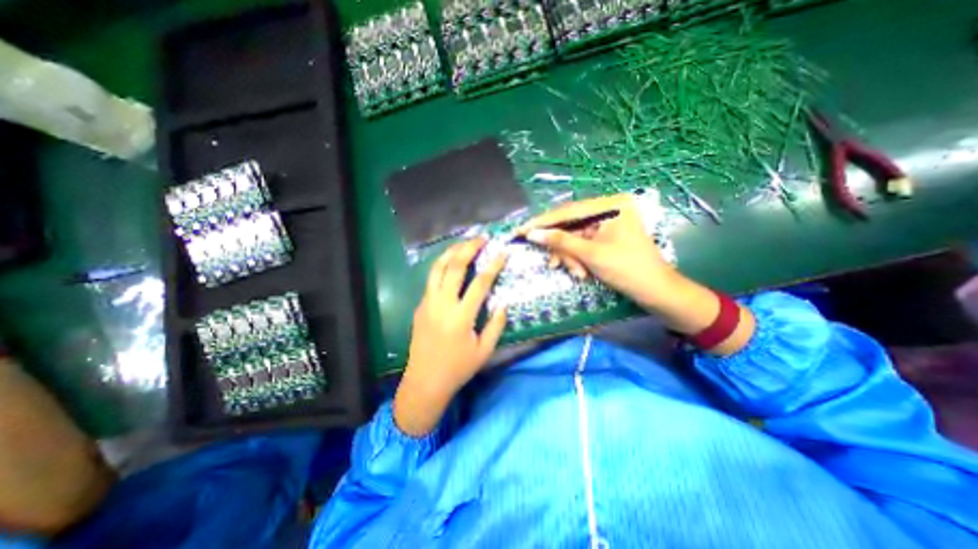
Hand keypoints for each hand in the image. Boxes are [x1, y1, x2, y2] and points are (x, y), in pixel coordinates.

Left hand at [393, 238, 506, 435]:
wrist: (424, 382)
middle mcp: (442, 304)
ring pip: (437, 268)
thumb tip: (503, 304)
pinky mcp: (420, 306)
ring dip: (451, 252)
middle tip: (481, 238)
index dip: (493, 265)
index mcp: (461, 317)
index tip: (503, 252)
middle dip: (469, 248)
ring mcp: (427, 303)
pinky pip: (431, 279)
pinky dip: (442, 266)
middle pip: (454, 267)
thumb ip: (496, 325)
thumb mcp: (484, 351)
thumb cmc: (458, 369)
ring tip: (464, 243)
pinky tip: (450, 264)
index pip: (480, 283)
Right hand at [518, 192, 754, 354]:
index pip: (568, 210)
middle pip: (570, 224)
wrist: (656, 293)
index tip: (521, 230)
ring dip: (570, 256)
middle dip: (561, 247)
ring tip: (576, 273)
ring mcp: (607, 223)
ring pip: (574, 237)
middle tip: (553, 265)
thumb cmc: (628, 270)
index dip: (542, 222)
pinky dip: (577, 258)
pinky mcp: (606, 236)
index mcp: (611, 205)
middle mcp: (609, 209)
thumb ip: (560, 242)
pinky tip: (581, 272)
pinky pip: (582, 244)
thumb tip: (532, 234)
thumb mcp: (591, 255)